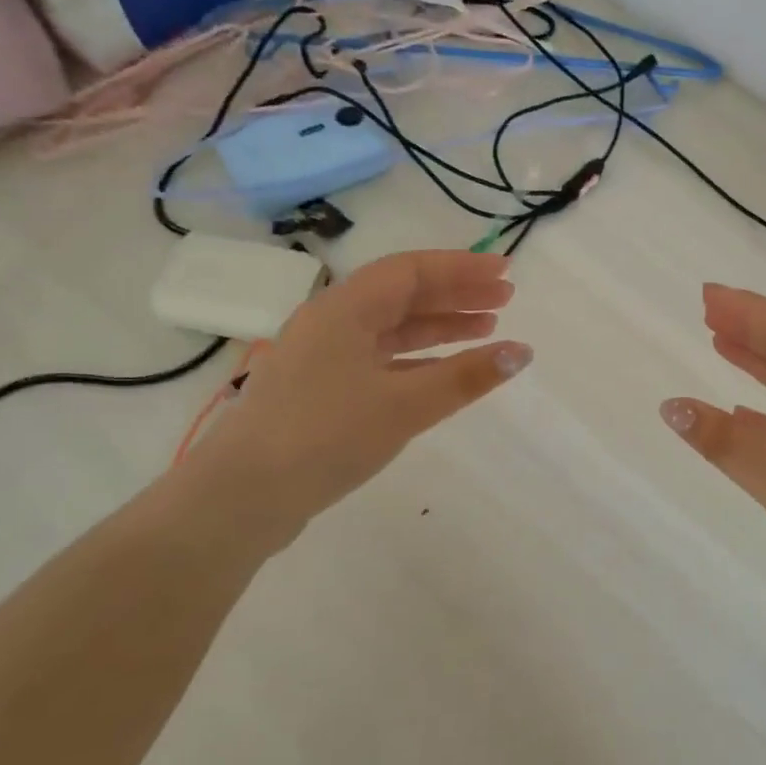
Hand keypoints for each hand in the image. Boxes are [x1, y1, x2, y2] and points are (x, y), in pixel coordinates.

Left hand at [171, 250, 530, 551]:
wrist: (242, 496)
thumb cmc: (326, 436)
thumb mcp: (405, 405)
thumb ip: (466, 377)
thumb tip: (522, 352)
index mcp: (346, 308)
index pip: (412, 270)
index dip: (462, 268)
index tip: (506, 270)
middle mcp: (333, 321)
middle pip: (403, 295)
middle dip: (456, 295)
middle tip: (505, 299)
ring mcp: (323, 356)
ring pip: (392, 328)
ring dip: (439, 326)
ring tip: (486, 329)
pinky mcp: (321, 389)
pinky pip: (380, 358)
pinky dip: (417, 359)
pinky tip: (444, 371)